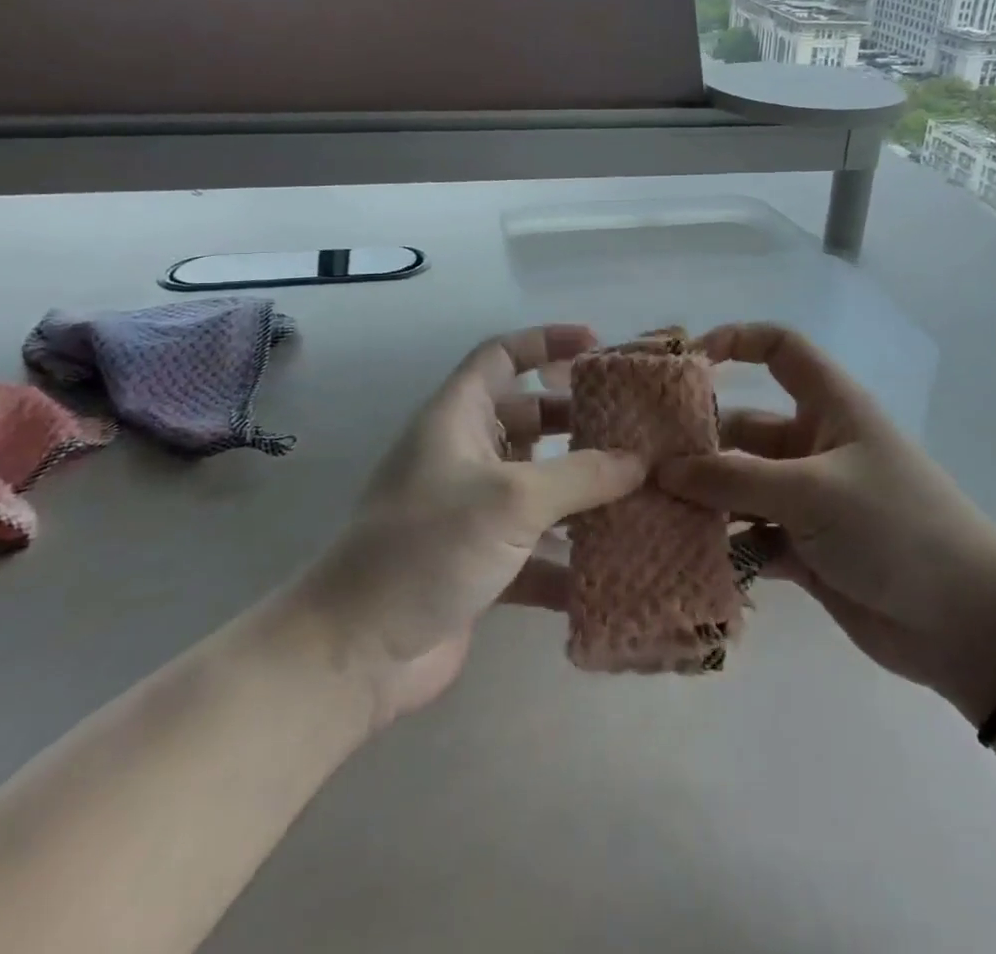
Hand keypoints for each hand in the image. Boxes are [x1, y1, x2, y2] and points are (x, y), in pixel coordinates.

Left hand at [303, 324, 643, 727]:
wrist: (355, 654)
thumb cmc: (427, 547)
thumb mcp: (511, 499)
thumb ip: (581, 476)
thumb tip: (639, 460)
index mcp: (457, 417)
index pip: (501, 355)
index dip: (546, 341)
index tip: (597, 345)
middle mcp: (465, 455)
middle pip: (529, 418)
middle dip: (578, 420)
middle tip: (633, 427)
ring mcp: (473, 511)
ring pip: (538, 485)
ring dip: (582, 490)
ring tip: (640, 491)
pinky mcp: (483, 564)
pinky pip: (537, 547)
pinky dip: (569, 555)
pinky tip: (616, 567)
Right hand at [658, 323, 995, 717]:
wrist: (966, 624)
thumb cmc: (894, 528)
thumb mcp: (812, 492)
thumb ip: (734, 479)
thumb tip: (663, 469)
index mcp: (829, 406)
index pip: (780, 349)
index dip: (735, 341)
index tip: (684, 362)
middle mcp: (814, 444)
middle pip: (744, 427)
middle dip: (698, 443)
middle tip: (641, 464)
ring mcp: (808, 499)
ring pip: (740, 487)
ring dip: (703, 500)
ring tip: (649, 514)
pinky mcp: (804, 549)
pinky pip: (750, 536)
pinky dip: (723, 546)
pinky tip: (682, 558)